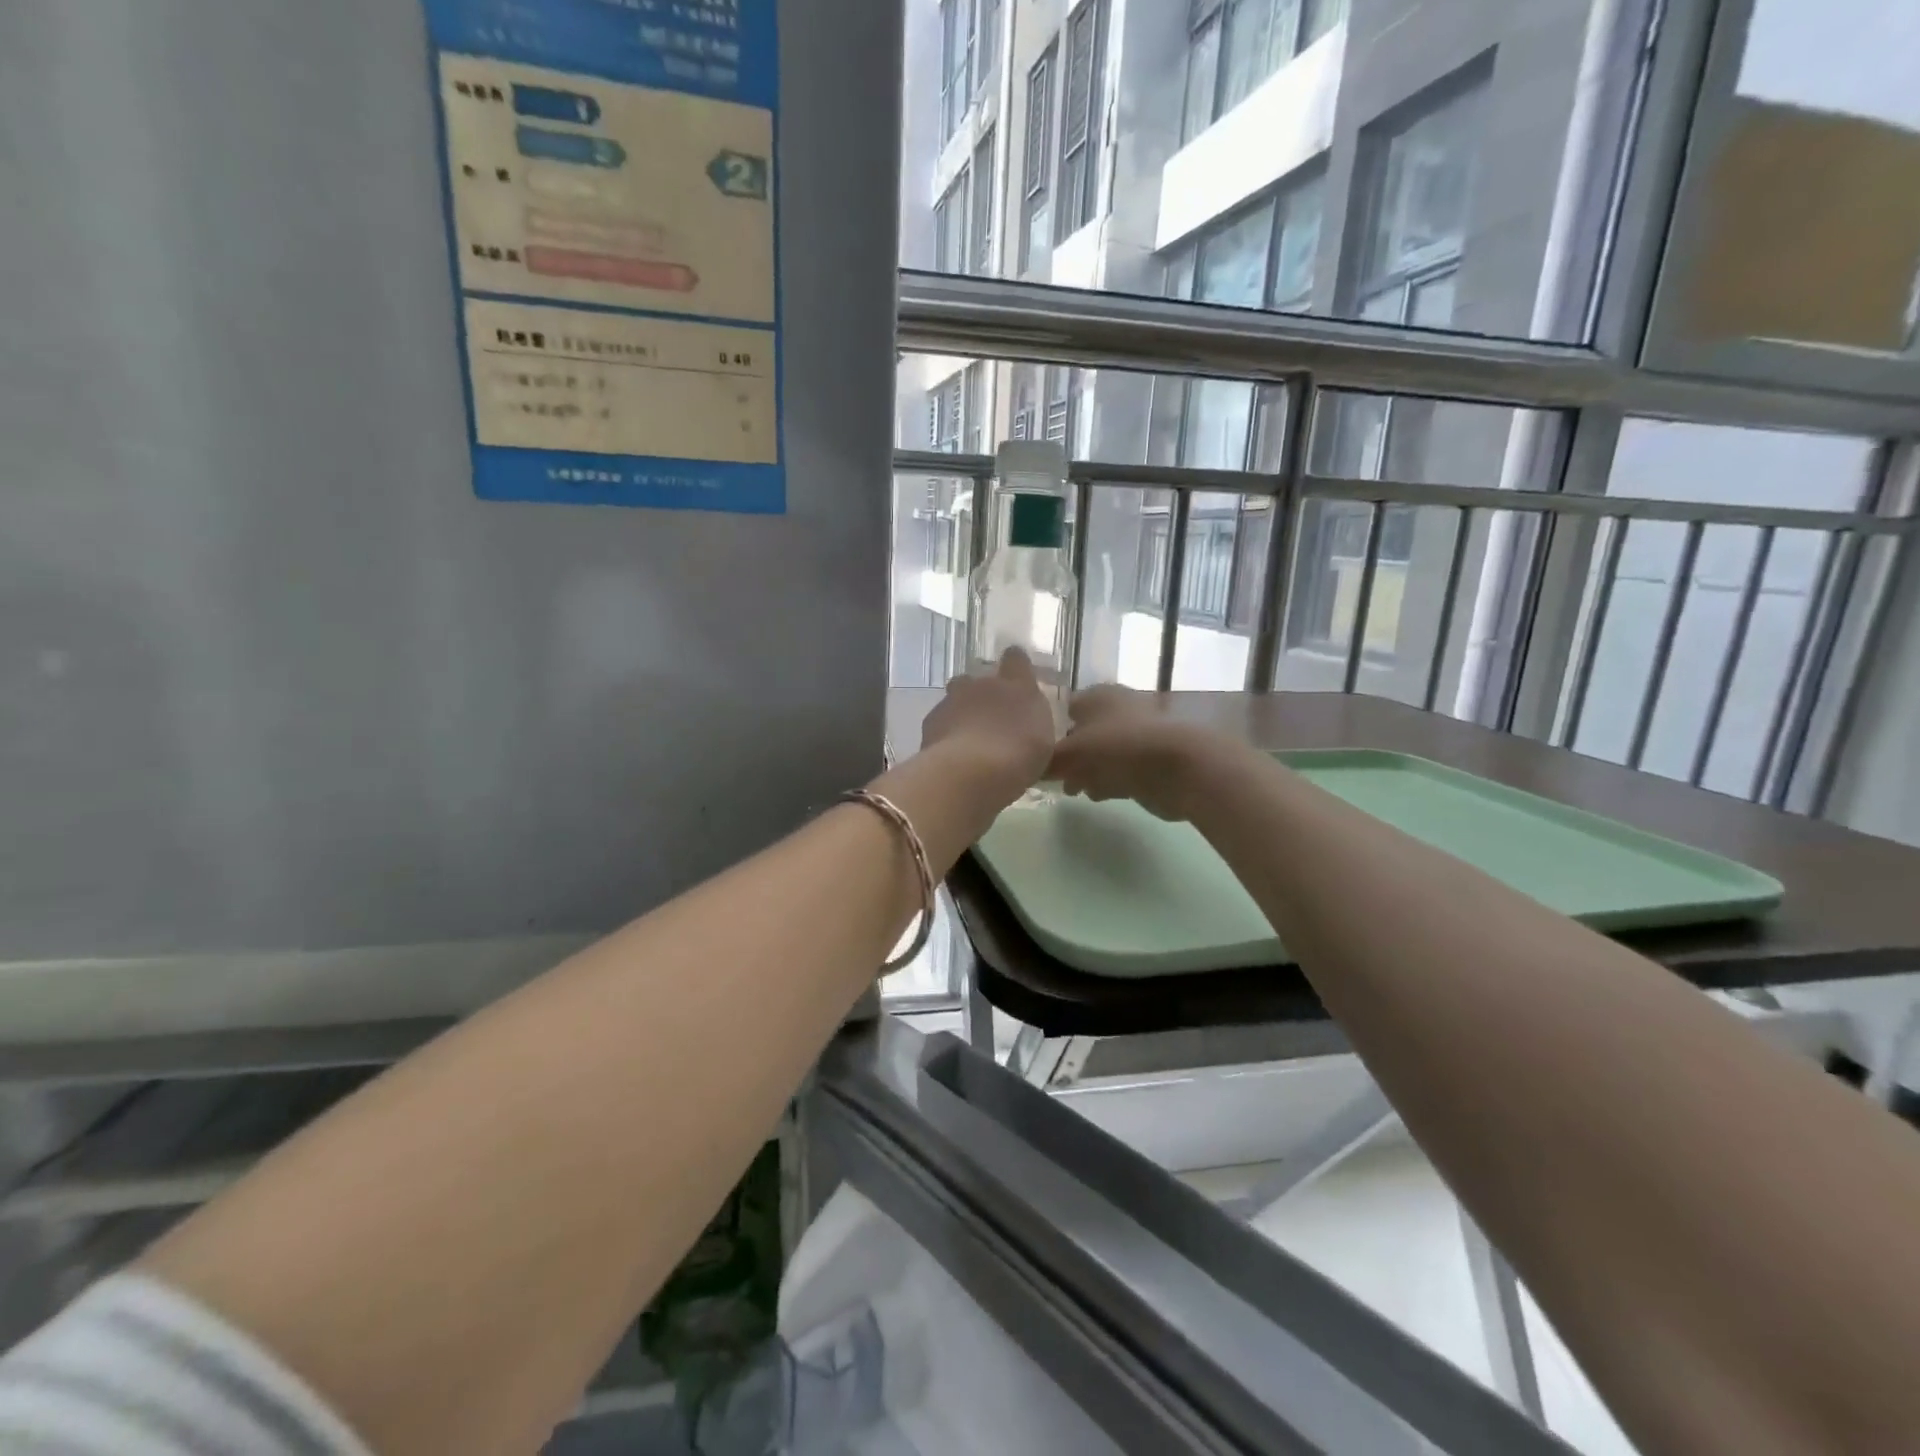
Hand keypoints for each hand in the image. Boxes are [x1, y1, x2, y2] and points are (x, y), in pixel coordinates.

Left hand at [919, 648, 1055, 803]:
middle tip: (990, 720)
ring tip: (967, 740)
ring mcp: (953, 700)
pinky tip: (952, 754)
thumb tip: (1024, 723)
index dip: (1015, 666)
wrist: (971, 770)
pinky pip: (939, 721)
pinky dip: (945, 733)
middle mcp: (983, 685)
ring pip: (954, 698)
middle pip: (978, 679)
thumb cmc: (1019, 756)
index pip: (1016, 658)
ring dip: (960, 713)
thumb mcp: (1043, 742)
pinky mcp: (931, 720)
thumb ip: (1033, 725)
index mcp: (1017, 685)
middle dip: (981, 694)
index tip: (1016, 678)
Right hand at [1049, 684, 1232, 821]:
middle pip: (1084, 731)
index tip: (1036, 752)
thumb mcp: (1071, 754)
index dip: (1049, 728)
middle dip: (1069, 755)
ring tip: (1074, 790)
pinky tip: (1099, 794)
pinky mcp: (1153, 759)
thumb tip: (1030, 768)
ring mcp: (1138, 734)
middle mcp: (1118, 708)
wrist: (1179, 767)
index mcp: (1097, 695)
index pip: (1065, 707)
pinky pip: (1121, 769)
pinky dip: (1109, 780)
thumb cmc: (1119, 748)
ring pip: (1103, 752)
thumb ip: (1047, 761)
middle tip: (1054, 776)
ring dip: (1088, 771)